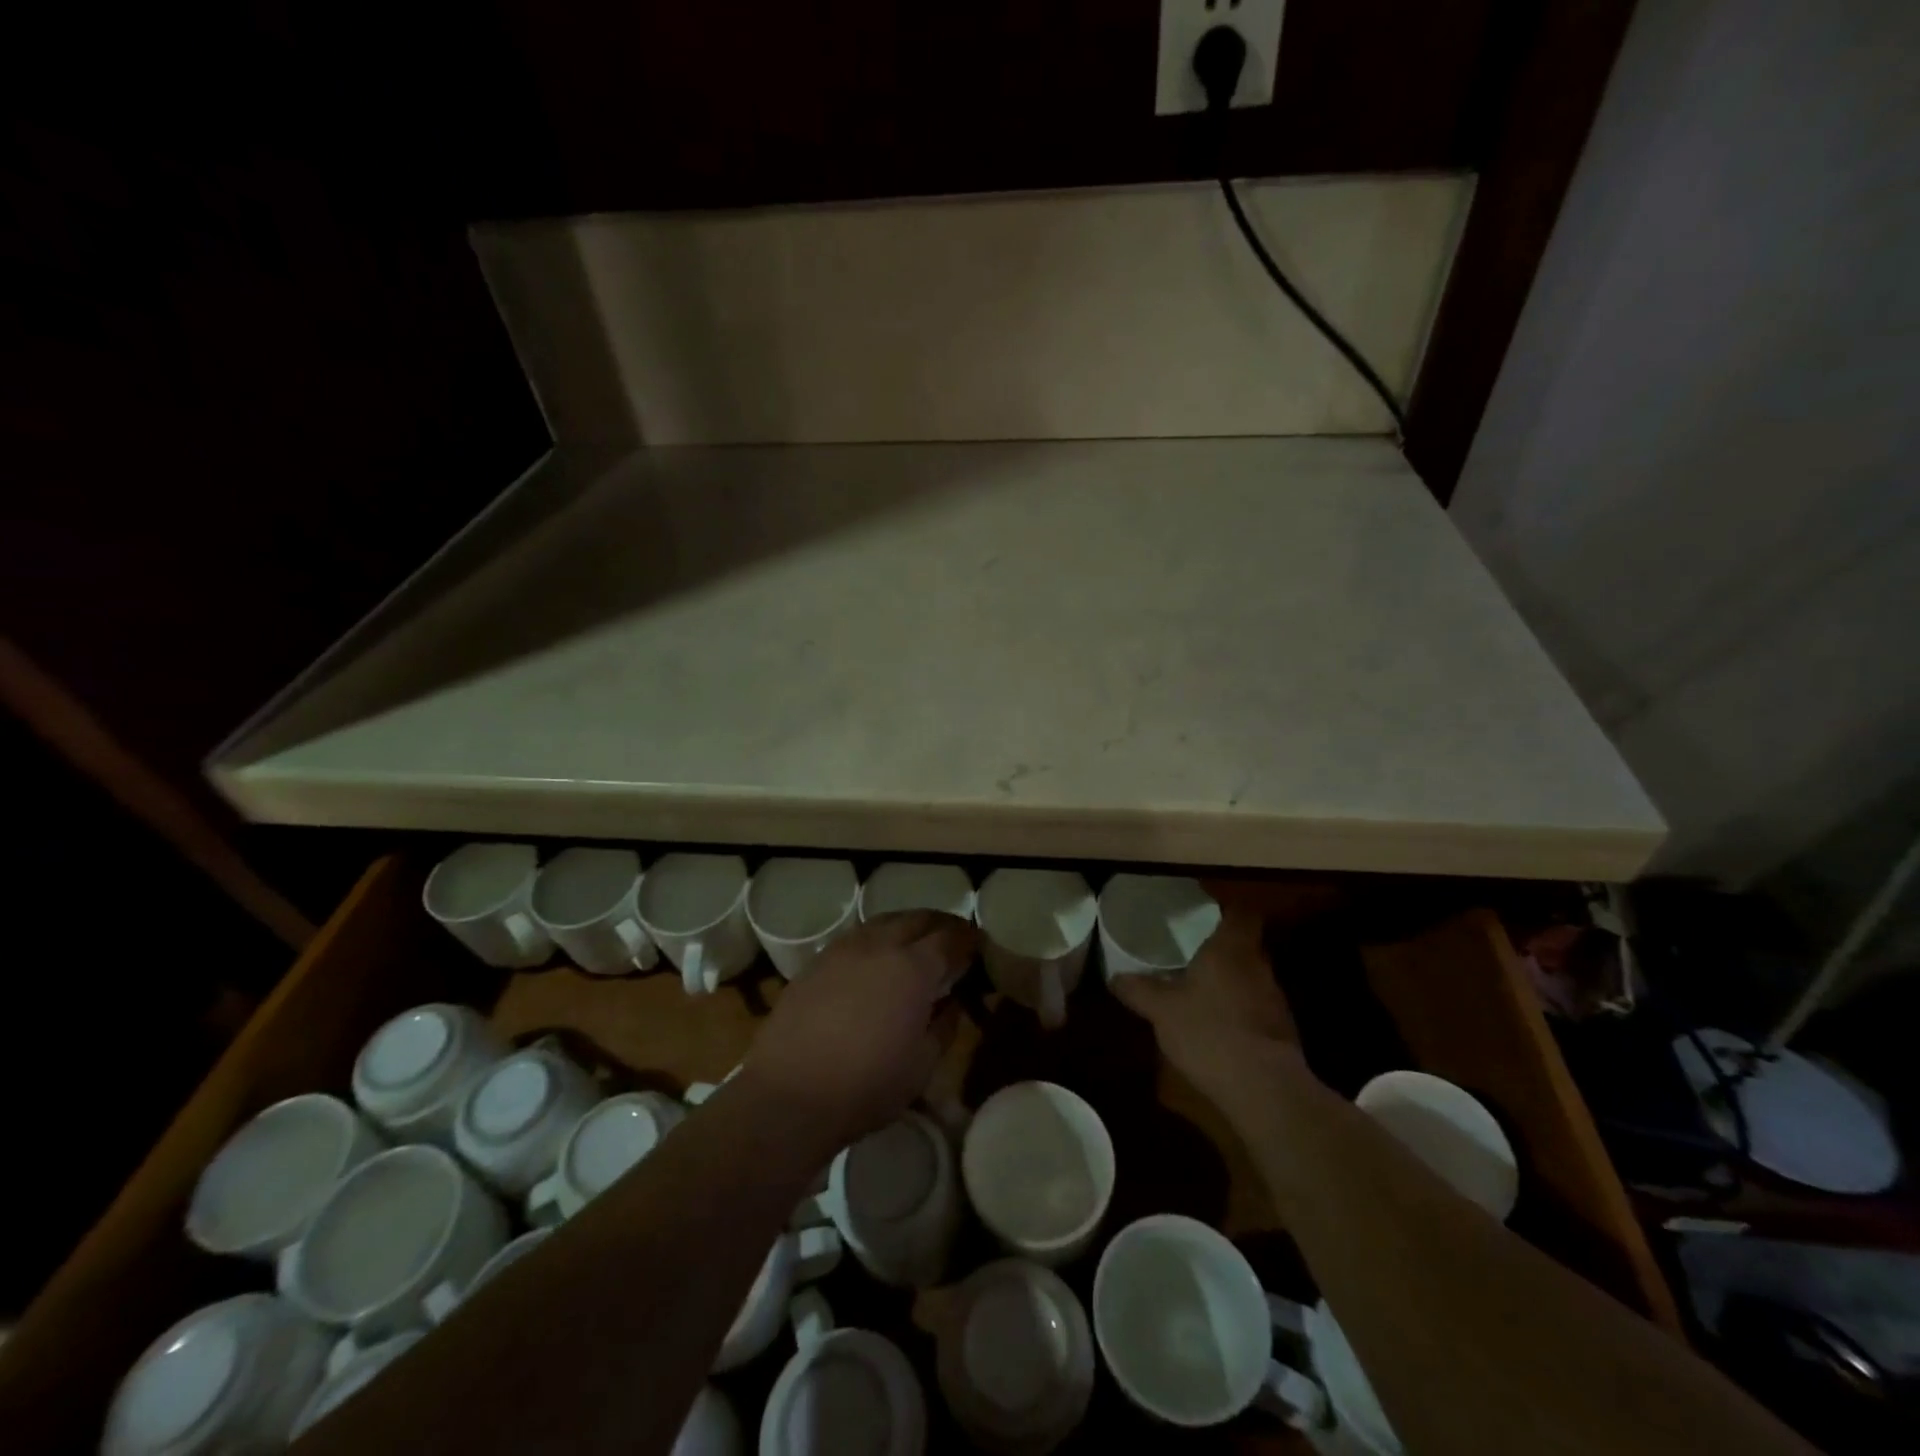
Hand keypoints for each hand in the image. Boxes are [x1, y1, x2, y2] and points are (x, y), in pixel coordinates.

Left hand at [740, 910, 975, 1155]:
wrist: (789, 1095)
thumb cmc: (866, 1086)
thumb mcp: (922, 1066)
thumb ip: (944, 1027)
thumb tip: (952, 1004)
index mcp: (913, 968)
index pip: (950, 938)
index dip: (968, 938)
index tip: (978, 944)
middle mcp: (880, 946)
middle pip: (917, 919)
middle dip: (941, 923)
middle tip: (953, 936)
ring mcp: (843, 950)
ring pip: (884, 921)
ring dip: (907, 925)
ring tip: (916, 941)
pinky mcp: (816, 962)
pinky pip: (856, 937)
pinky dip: (876, 938)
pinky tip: (876, 958)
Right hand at [1110, 909, 1302, 1114]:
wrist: (1263, 1088)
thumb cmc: (1208, 1031)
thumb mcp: (1161, 1010)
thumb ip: (1138, 990)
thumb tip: (1115, 977)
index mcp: (1230, 949)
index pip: (1241, 913)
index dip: (1227, 909)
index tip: (1207, 912)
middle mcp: (1258, 966)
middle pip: (1246, 945)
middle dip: (1223, 948)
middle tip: (1194, 952)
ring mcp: (1275, 999)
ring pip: (1252, 977)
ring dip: (1231, 981)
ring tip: (1202, 990)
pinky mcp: (1282, 1031)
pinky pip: (1257, 1007)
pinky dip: (1240, 1010)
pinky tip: (1219, 1026)